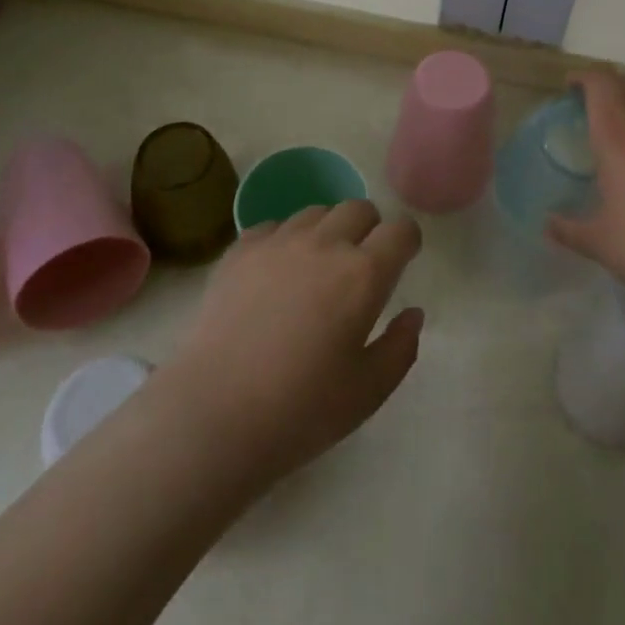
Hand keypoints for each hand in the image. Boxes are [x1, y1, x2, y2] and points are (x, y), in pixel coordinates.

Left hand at [167, 200, 422, 485]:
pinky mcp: (240, 250)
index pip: (401, 230)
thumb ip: (400, 348)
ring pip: (316, 212)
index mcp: (363, 274)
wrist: (212, 416)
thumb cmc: (300, 411)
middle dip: (369, 229)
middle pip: (359, 208)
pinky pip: (273, 226)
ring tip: (316, 268)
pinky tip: (275, 274)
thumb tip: (412, 314)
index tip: (402, 260)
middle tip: (360, 266)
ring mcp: (278, 242)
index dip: (407, 241)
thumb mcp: (368, 392)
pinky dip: (284, 241)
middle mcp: (325, 244)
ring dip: (327, 231)